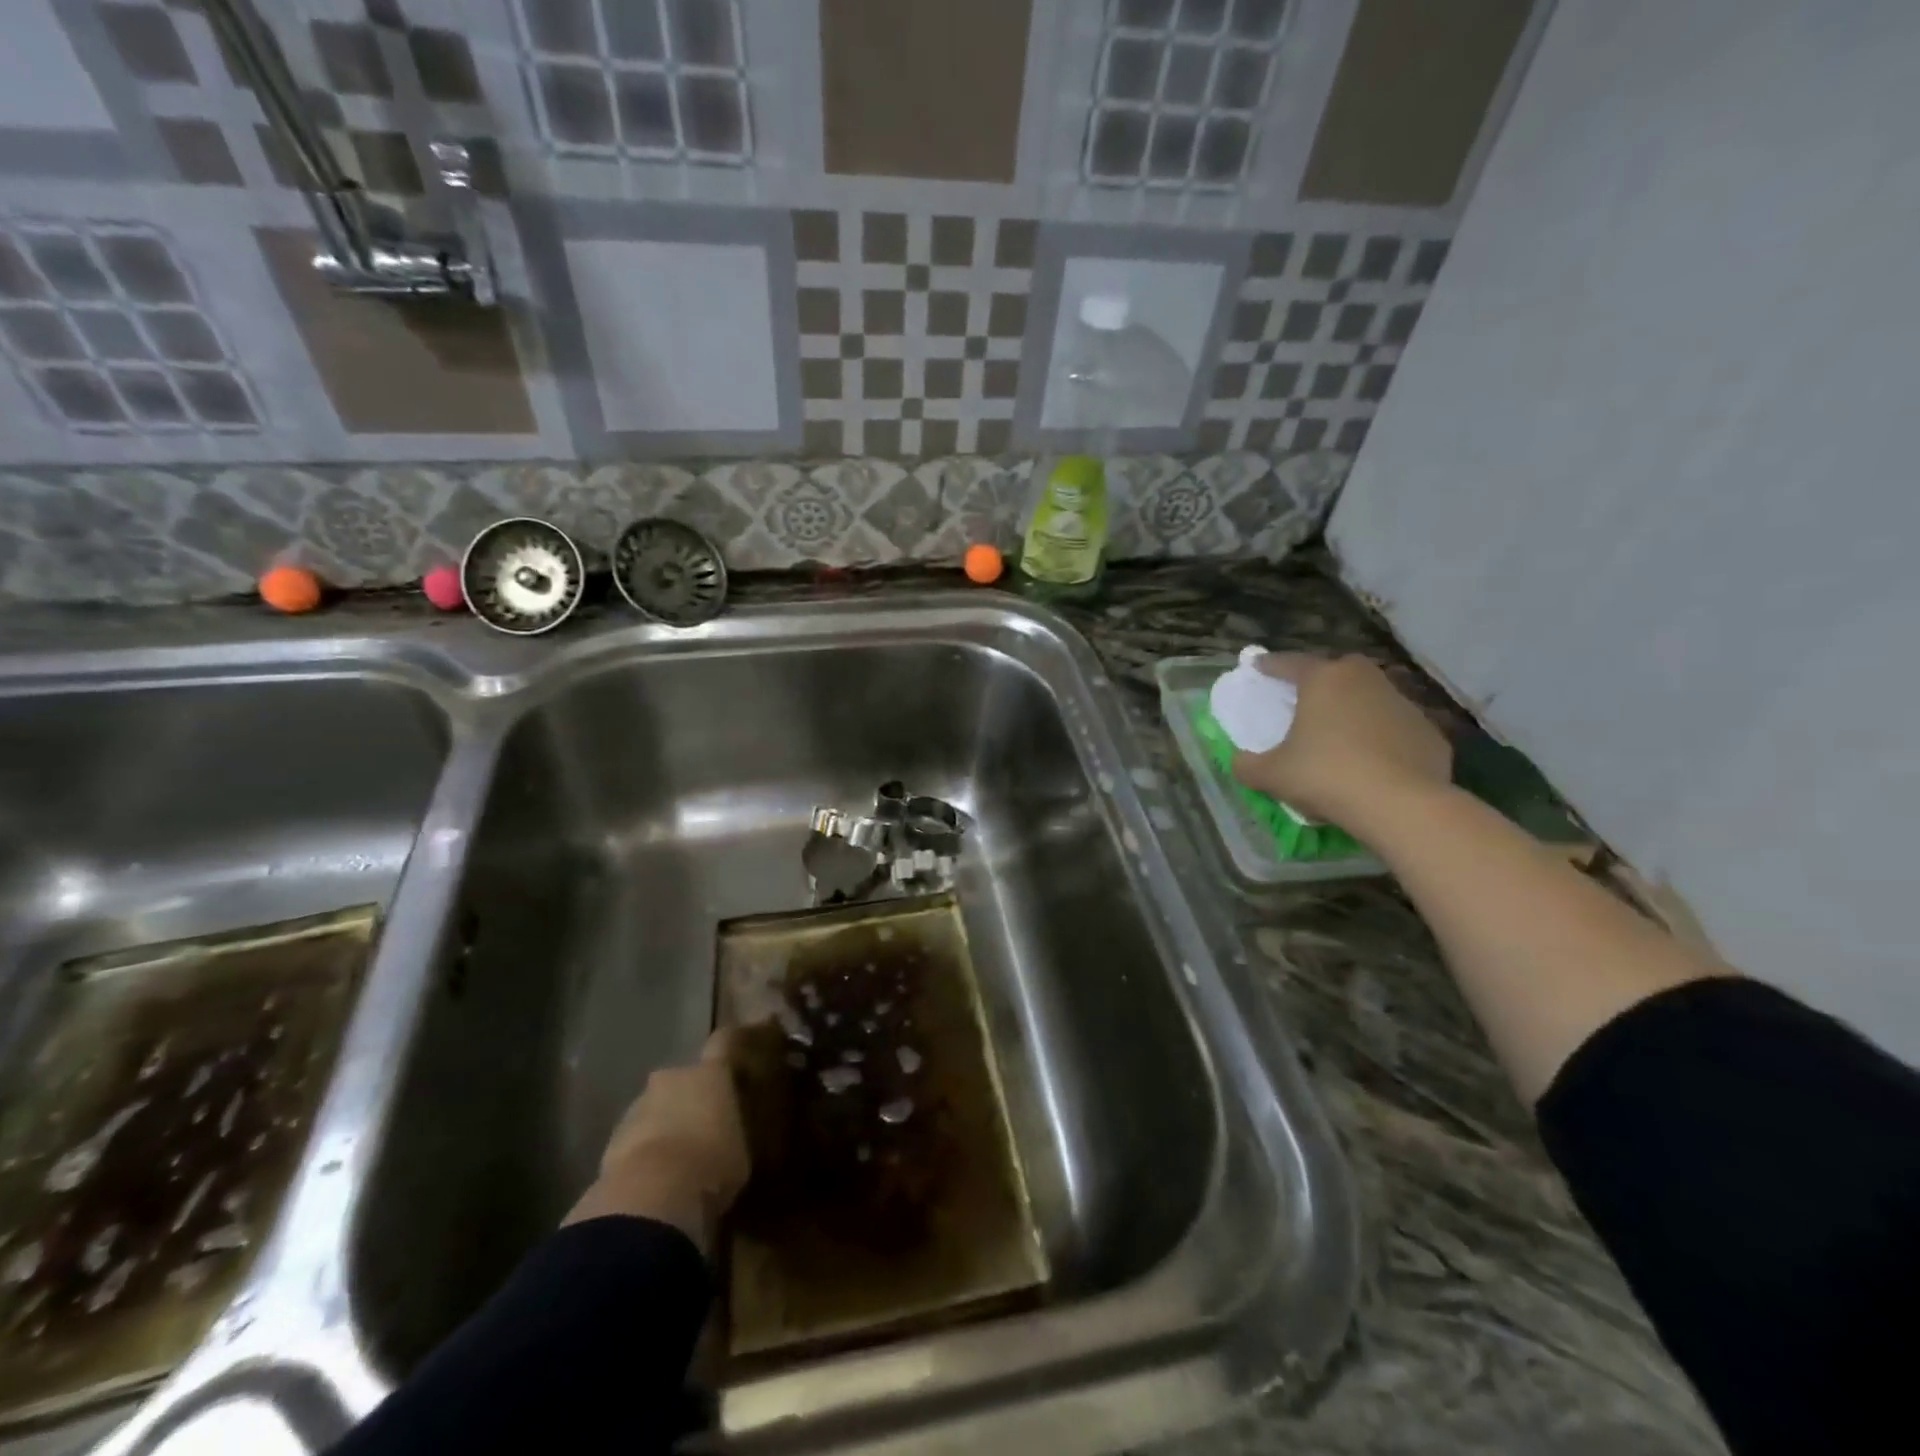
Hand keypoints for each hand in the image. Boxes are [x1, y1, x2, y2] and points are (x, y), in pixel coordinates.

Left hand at [563, 1029, 750, 1253]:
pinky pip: (635, 1136)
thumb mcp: (740, 1150)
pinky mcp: (612, 1138)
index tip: (735, 1046)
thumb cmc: (713, 1164)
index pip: (723, 1043)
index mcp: (711, 1072)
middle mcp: (673, 1077)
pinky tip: (654, 1176)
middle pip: (683, 1079)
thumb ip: (731, 1130)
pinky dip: (643, 1149)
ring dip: (664, 1124)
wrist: (652, 1196)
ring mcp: (638, 1105)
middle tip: (702, 1123)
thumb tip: (726, 1131)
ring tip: (676, 1156)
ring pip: (655, 1107)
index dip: (728, 1044)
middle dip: (689, 1096)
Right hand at [1230, 653, 1450, 829]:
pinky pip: (1395, 729)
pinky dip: (1382, 739)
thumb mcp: (1271, 775)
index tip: (1257, 666)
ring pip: (1371, 698)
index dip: (1270, 665)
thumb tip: (1241, 762)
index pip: (1290, 663)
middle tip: (1305, 698)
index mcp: (1324, 680)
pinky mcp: (1429, 732)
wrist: (1400, 805)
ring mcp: (1403, 704)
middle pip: (1338, 670)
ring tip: (1340, 736)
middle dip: (1321, 680)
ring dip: (1354, 710)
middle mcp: (1366, 680)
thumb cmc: (1326, 775)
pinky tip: (1373, 764)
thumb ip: (1247, 765)